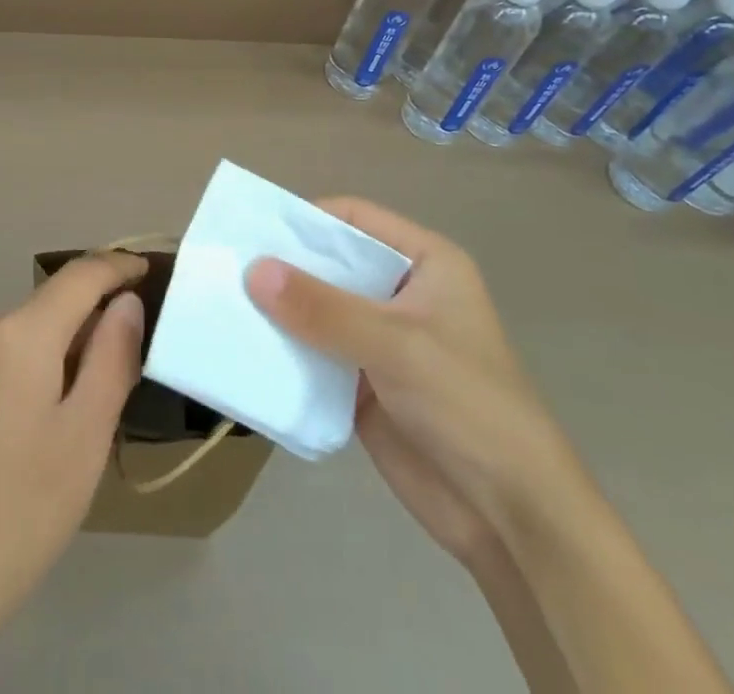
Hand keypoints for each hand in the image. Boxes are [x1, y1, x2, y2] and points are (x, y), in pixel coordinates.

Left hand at [0, 252, 146, 692]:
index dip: (117, 267)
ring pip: (24, 332)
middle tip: (122, 374)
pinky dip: (27, 367)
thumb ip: (113, 356)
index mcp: (19, 333)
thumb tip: (126, 302)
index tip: (148, 270)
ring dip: (59, 350)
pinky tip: (31, 426)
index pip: (80, 275)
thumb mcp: (86, 435)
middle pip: (51, 305)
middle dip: (90, 324)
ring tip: (78, 412)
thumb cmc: (22, 512)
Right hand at [245, 199, 577, 538]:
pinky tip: (244, 347)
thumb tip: (253, 269)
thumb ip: (322, 308)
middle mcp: (400, 292)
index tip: (254, 229)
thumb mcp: (395, 344)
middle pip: (331, 263)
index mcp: (424, 263)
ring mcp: (380, 339)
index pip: (355, 219)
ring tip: (223, 302)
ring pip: (318, 309)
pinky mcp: (362, 382)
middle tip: (226, 264)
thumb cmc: (466, 404)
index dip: (307, 219)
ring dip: (279, 309)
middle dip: (284, 266)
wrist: (510, 515)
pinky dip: (284, 349)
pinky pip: (314, 353)